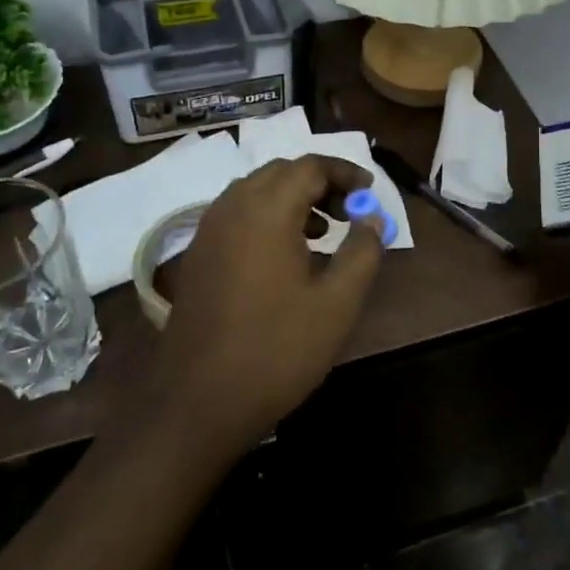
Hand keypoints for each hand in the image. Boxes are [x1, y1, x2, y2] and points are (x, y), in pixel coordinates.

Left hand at [146, 154, 386, 453]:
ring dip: (292, 199)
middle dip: (319, 182)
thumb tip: (372, 219)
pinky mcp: (197, 256)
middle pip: (280, 172)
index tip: (371, 192)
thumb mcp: (337, 303)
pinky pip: (237, 215)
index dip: (345, 172)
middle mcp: (231, 208)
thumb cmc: (277, 350)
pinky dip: (267, 217)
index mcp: (266, 211)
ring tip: (324, 231)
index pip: (310, 167)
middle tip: (350, 209)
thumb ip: (362, 252)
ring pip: (255, 192)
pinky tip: (286, 256)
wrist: (199, 402)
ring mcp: (208, 231)